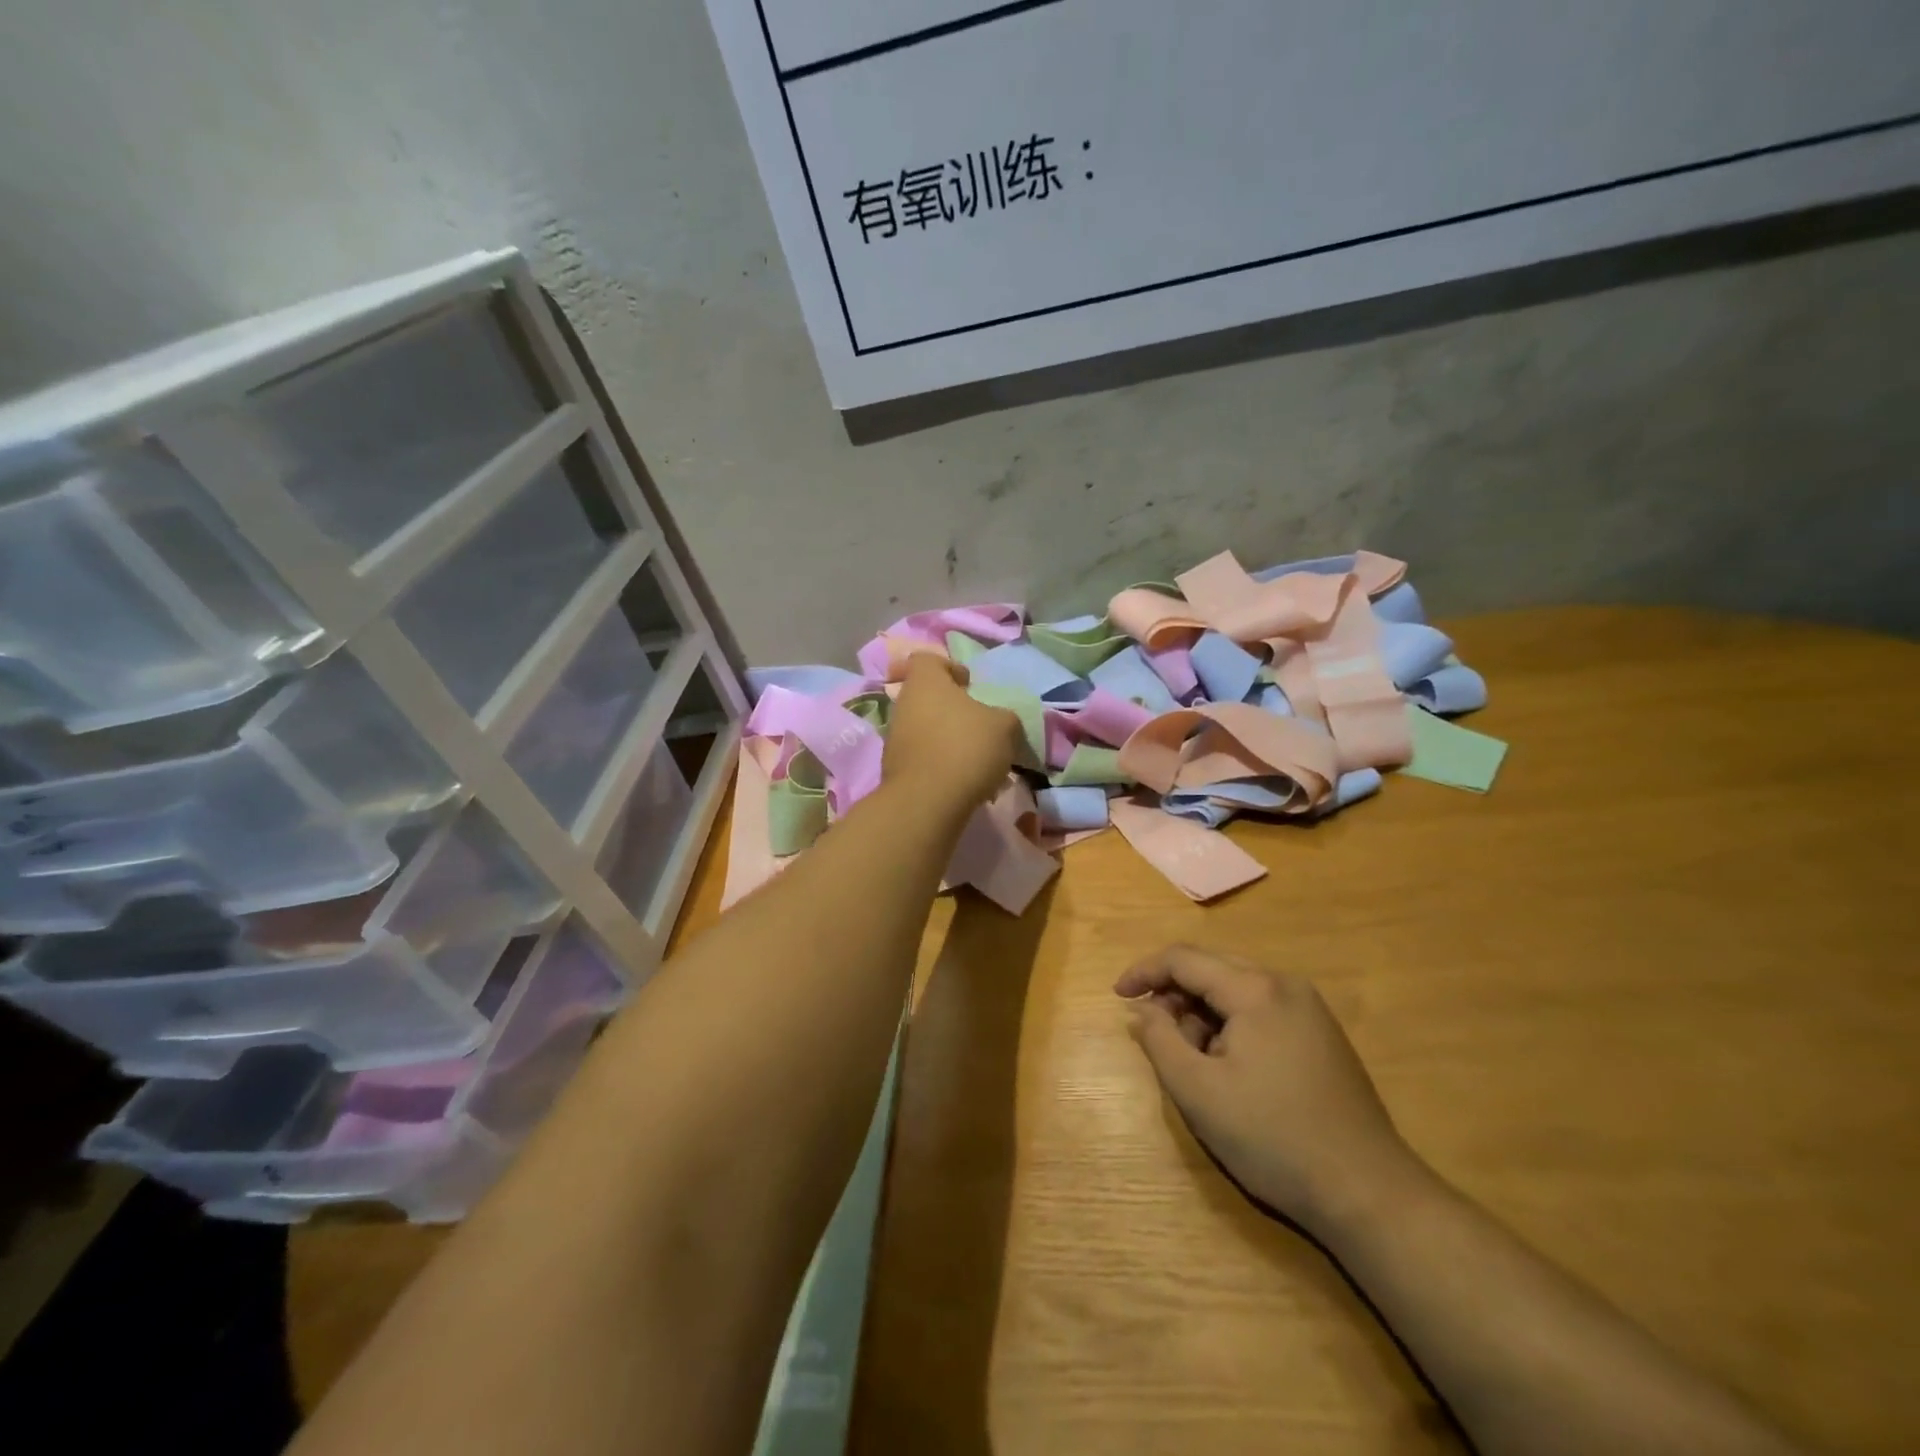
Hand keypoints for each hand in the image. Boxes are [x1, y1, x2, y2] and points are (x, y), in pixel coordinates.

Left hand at [883, 654, 1022, 815]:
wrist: (927, 801)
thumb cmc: (966, 747)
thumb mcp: (1004, 726)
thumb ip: (1004, 717)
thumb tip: (1000, 722)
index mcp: (925, 682)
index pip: (927, 660)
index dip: (949, 668)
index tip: (969, 686)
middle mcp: (903, 704)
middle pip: (928, 698)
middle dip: (953, 710)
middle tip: (979, 727)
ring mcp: (895, 738)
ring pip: (926, 729)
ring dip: (949, 740)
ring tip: (978, 761)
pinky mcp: (895, 769)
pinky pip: (923, 758)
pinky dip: (941, 765)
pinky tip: (964, 782)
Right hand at [1116, 945, 1420, 1234]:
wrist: (1368, 1192)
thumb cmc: (1273, 1138)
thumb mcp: (1198, 1091)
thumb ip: (1160, 1040)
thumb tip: (1142, 1010)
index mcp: (1255, 989)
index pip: (1183, 959)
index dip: (1143, 972)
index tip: (1117, 997)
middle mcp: (1284, 984)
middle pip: (1211, 968)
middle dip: (1173, 993)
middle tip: (1151, 1030)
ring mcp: (1310, 1008)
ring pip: (1236, 990)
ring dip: (1202, 1012)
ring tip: (1192, 1060)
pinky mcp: (1323, 1034)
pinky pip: (1261, 1009)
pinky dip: (1231, 1025)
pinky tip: (1228, 1066)